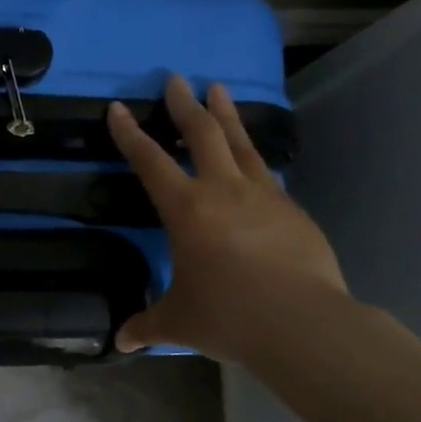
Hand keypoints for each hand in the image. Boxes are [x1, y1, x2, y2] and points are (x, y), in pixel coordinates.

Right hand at [107, 74, 345, 361]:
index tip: (118, 108)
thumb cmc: (228, 316)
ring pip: (242, 143)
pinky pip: (267, 176)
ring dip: (226, 115)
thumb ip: (146, 325)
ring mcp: (264, 196)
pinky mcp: (293, 211)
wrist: (302, 323)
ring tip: (219, 90)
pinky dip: (254, 160)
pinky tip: (254, 162)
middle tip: (176, 79)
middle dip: (184, 104)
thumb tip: (120, 342)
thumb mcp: (178, 322)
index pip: (149, 161)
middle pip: (202, 134)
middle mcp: (224, 190)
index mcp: (186, 210)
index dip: (129, 134)